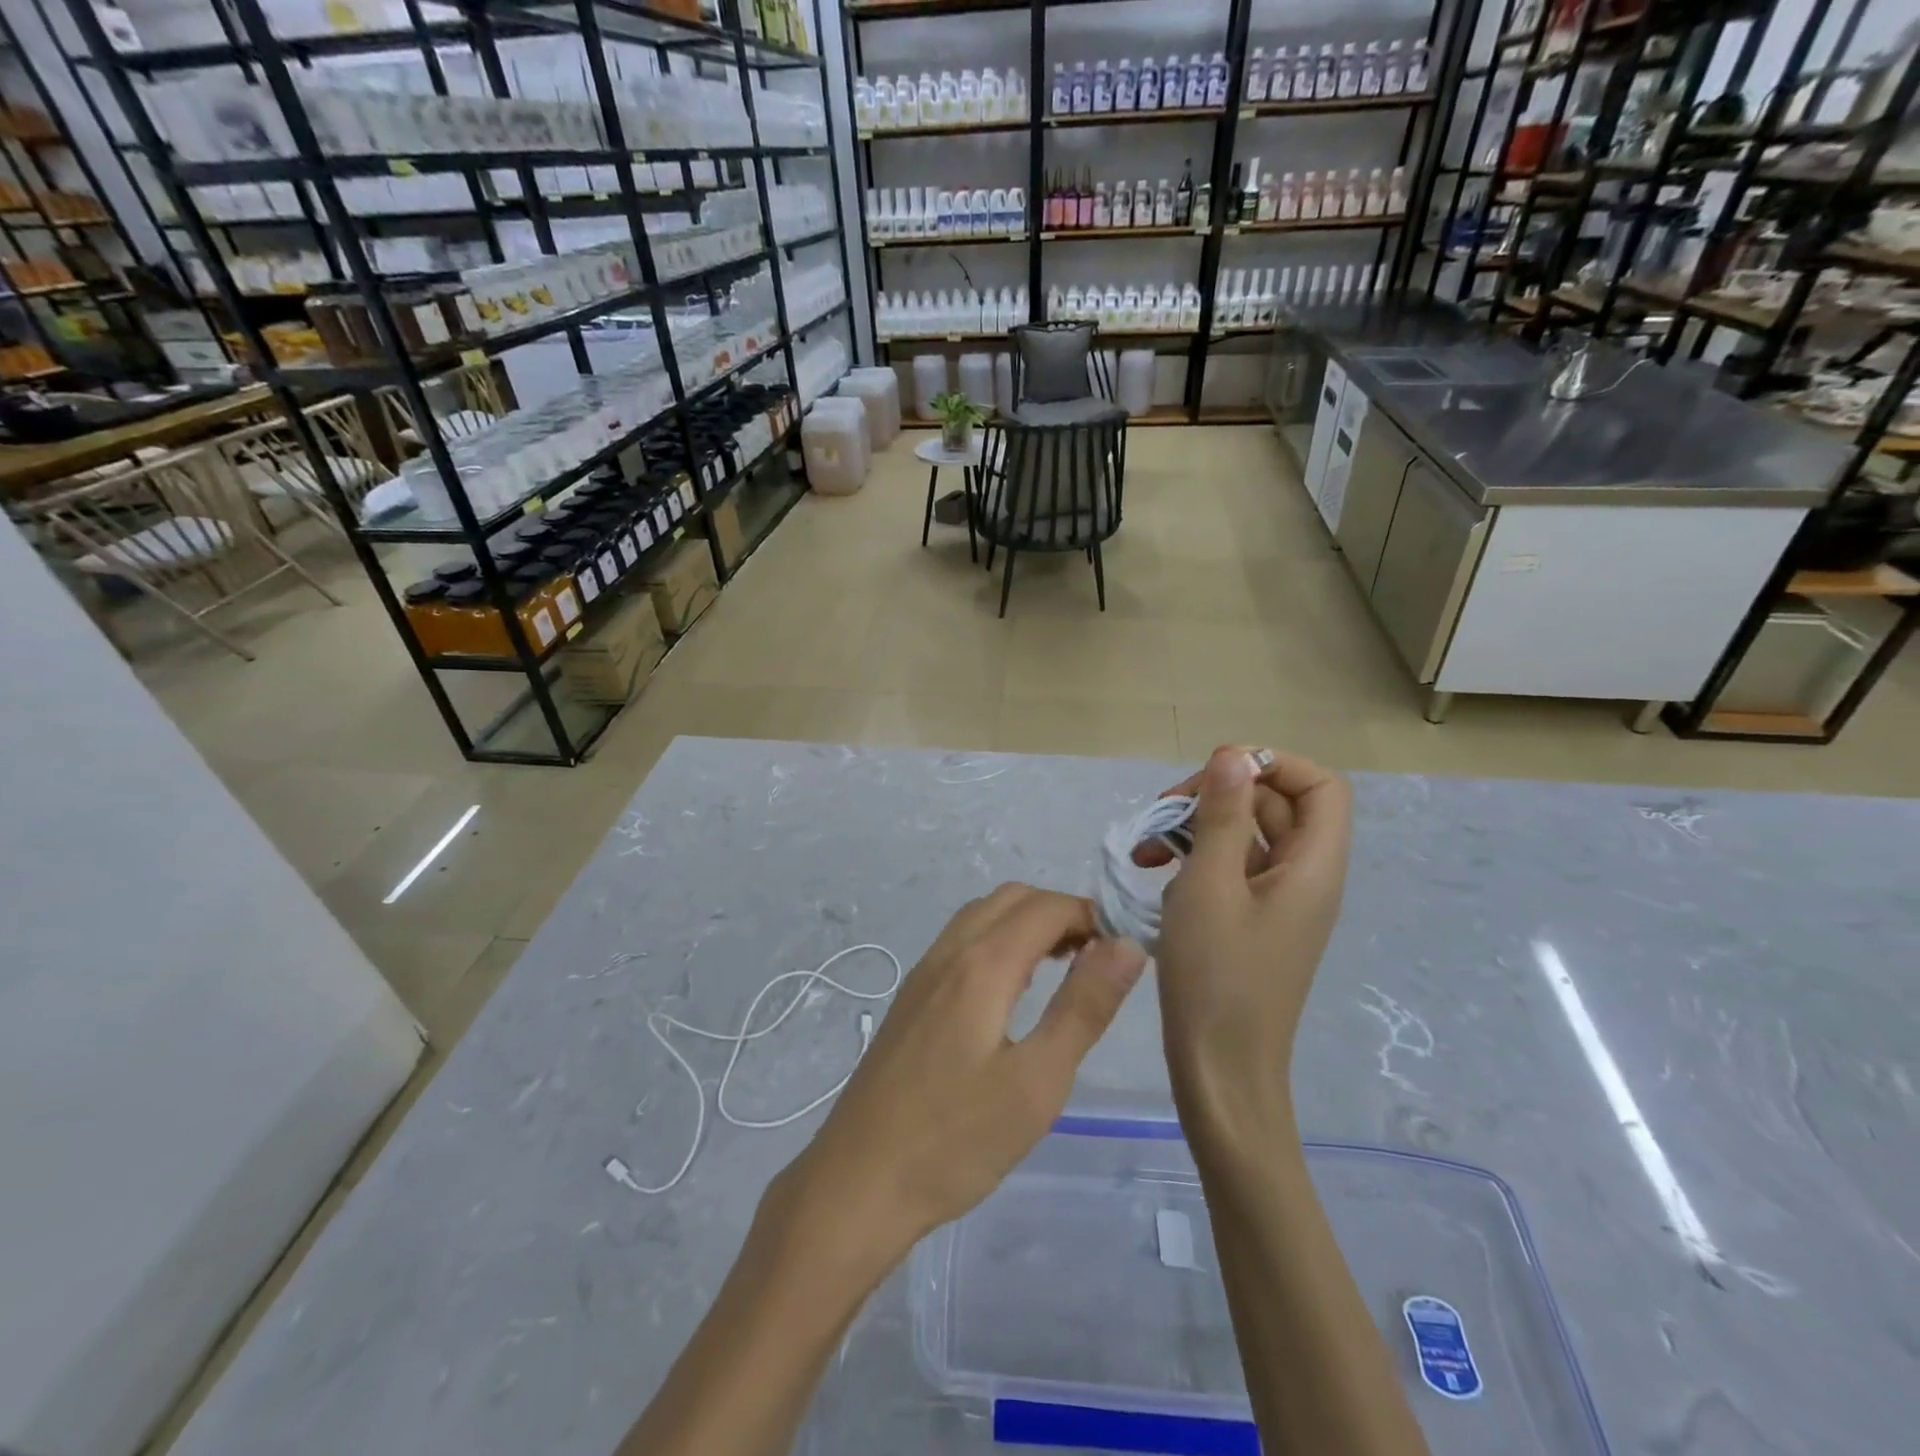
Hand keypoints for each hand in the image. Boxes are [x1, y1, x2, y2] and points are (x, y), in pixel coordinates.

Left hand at [776, 884, 1145, 1282]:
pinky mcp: (911, 996)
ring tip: (1064, 970)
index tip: (1123, 951)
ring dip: (1027, 924)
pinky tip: (1013, 992)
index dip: (1092, 916)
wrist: (858, 1181)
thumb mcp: (1037, 1082)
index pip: (1047, 907)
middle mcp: (949, 952)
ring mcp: (923, 972)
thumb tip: (1127, 946)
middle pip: (1013, 899)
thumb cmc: (956, 1140)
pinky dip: (999, 941)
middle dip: (1061, 913)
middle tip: (1096, 960)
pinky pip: (962, 941)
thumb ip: (1084, 1007)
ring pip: (983, 915)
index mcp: (982, 964)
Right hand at [1140, 746, 1352, 1133]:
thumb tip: (1234, 754)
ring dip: (1197, 829)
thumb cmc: (1216, 976)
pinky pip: (1232, 870)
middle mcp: (1304, 878)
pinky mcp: (1252, 922)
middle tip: (1163, 813)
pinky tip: (1155, 874)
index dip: (1273, 765)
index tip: (1216, 774)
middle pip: (1276, 806)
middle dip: (1218, 796)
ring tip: (1146, 850)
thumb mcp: (1210, 885)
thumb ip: (1223, 815)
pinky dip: (1196, 859)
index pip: (1320, 786)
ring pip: (1246, 837)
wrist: (1219, 1069)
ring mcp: (1277, 902)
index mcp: (1312, 867)